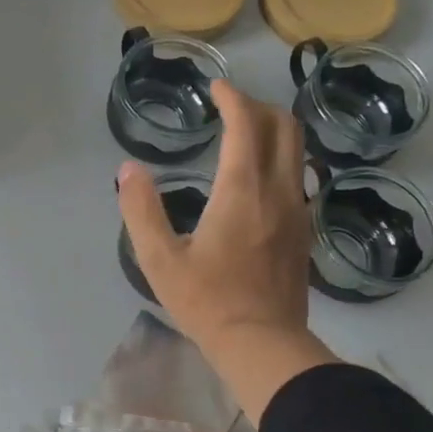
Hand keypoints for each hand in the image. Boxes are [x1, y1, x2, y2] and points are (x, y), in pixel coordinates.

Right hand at [117, 81, 338, 421]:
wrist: (261, 343)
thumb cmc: (206, 301)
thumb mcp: (159, 259)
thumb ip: (141, 210)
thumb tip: (128, 170)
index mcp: (242, 190)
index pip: (246, 124)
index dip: (232, 97)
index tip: (215, 88)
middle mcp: (278, 190)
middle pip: (284, 127)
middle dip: (257, 106)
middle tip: (229, 107)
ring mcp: (298, 210)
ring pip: (298, 151)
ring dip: (273, 131)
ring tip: (245, 135)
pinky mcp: (304, 231)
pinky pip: (298, 176)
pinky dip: (280, 159)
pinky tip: (259, 178)